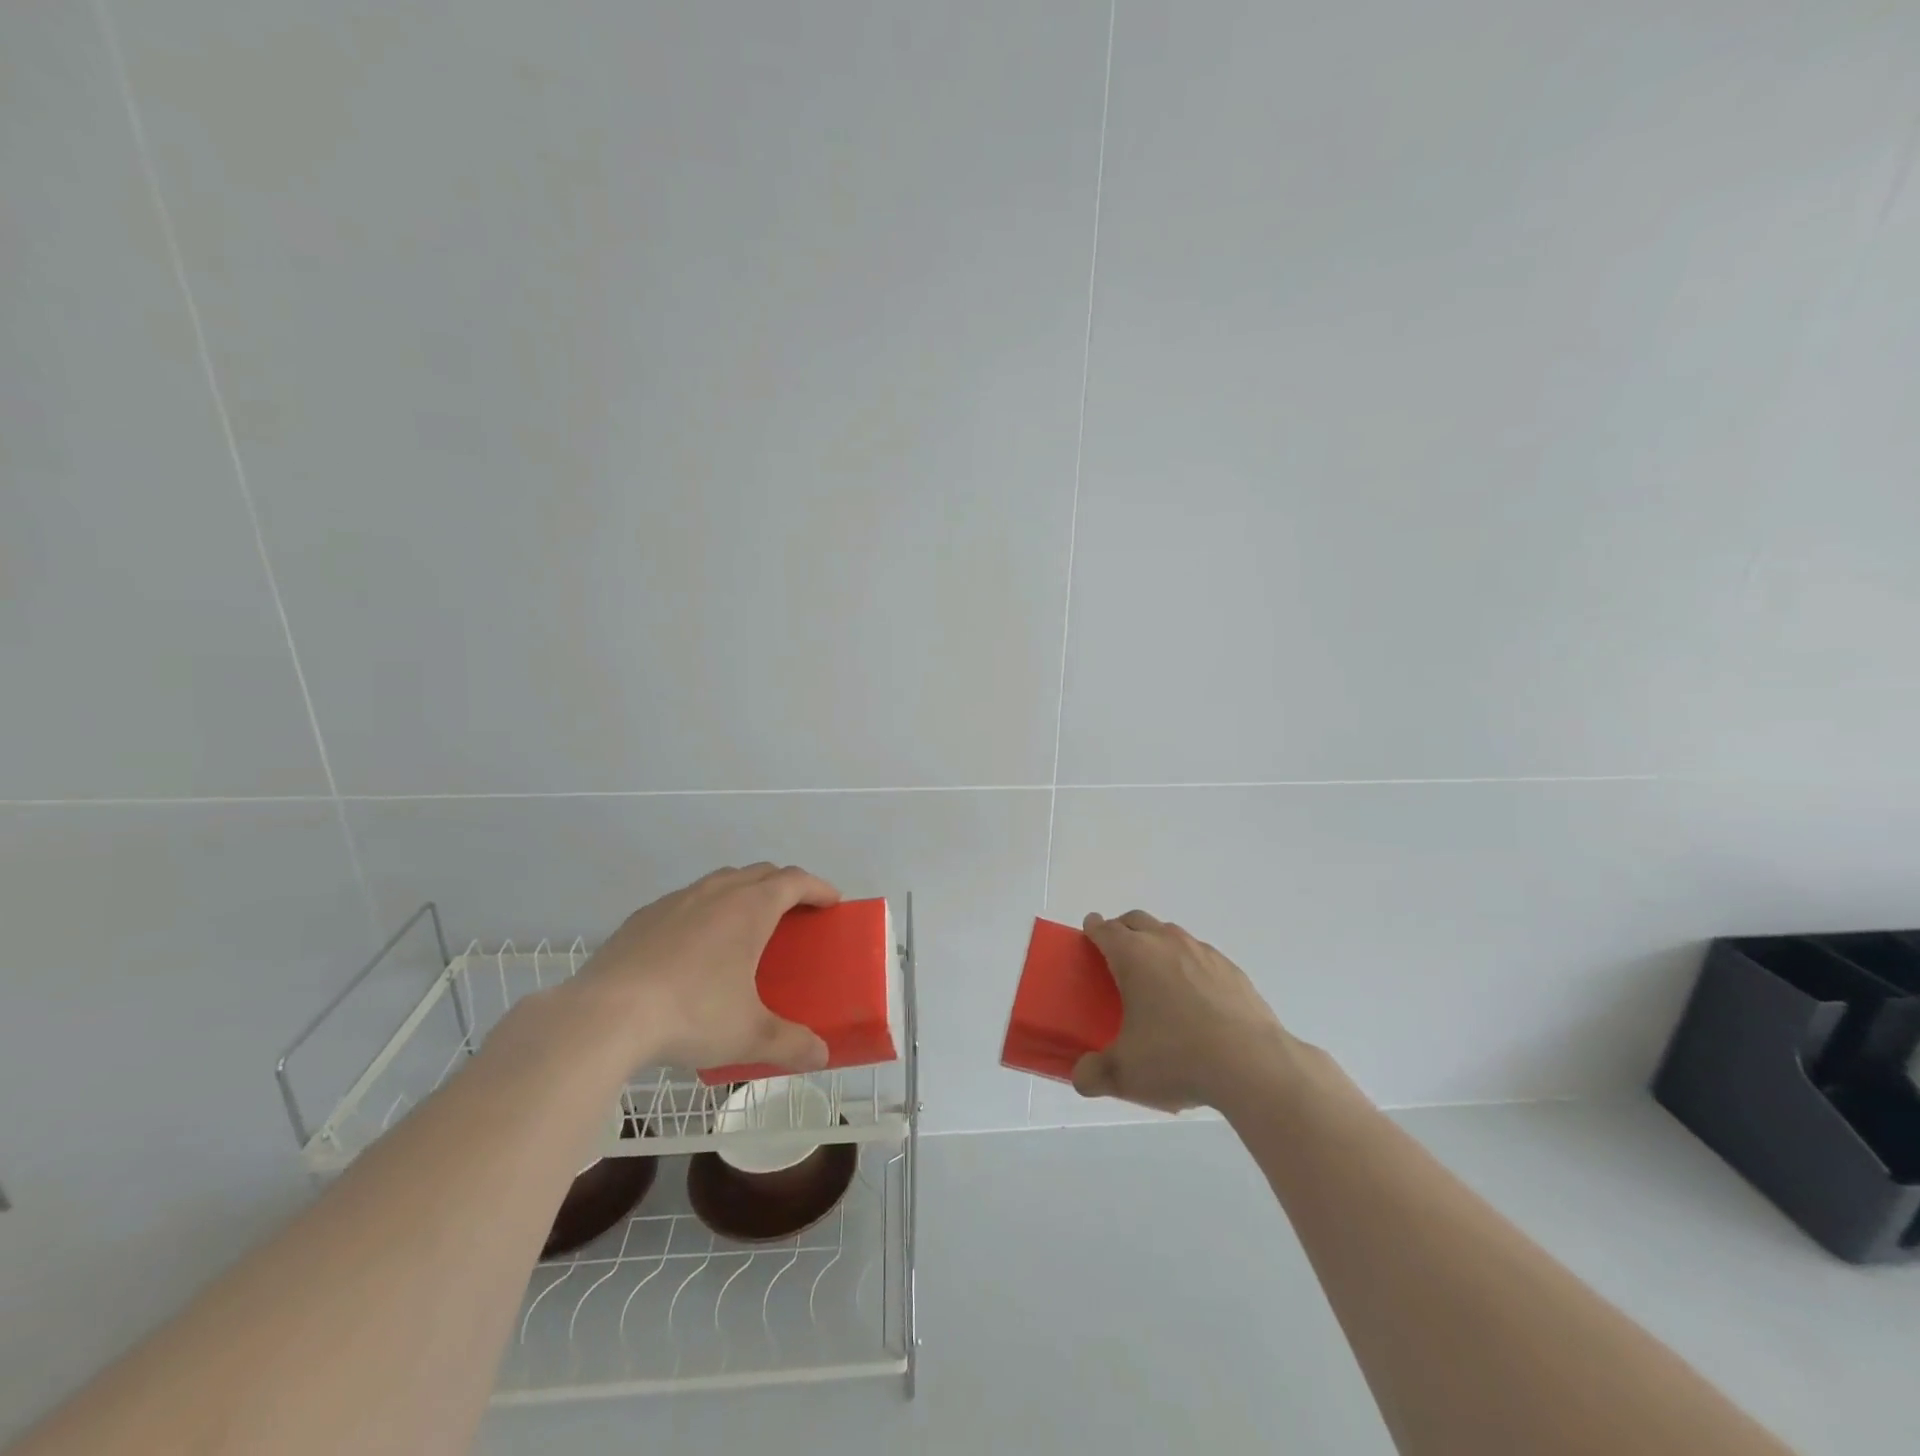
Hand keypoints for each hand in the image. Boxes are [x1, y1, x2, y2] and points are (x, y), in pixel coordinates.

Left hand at [570, 864, 840, 1073]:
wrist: (604, 1016)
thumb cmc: (691, 1015)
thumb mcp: (749, 1036)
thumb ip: (791, 1044)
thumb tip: (821, 1057)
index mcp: (750, 908)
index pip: (794, 880)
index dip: (818, 887)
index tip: (832, 902)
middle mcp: (716, 893)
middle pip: (760, 872)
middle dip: (784, 885)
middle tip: (795, 913)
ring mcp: (675, 901)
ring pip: (721, 882)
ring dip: (743, 892)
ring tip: (746, 926)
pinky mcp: (642, 917)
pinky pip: (686, 901)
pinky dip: (705, 910)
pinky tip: (694, 946)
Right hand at [1072, 909, 1295, 1111]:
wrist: (1252, 1064)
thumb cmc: (1177, 1058)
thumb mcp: (1125, 1074)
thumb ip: (1094, 1075)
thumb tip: (1081, 1077)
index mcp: (1134, 956)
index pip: (1106, 930)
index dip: (1094, 928)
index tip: (1089, 930)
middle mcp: (1167, 943)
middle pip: (1138, 920)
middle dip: (1123, 929)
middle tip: (1116, 953)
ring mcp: (1203, 953)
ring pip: (1171, 934)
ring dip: (1157, 944)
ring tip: (1156, 978)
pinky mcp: (1232, 970)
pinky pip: (1201, 956)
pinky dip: (1189, 966)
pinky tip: (1195, 998)